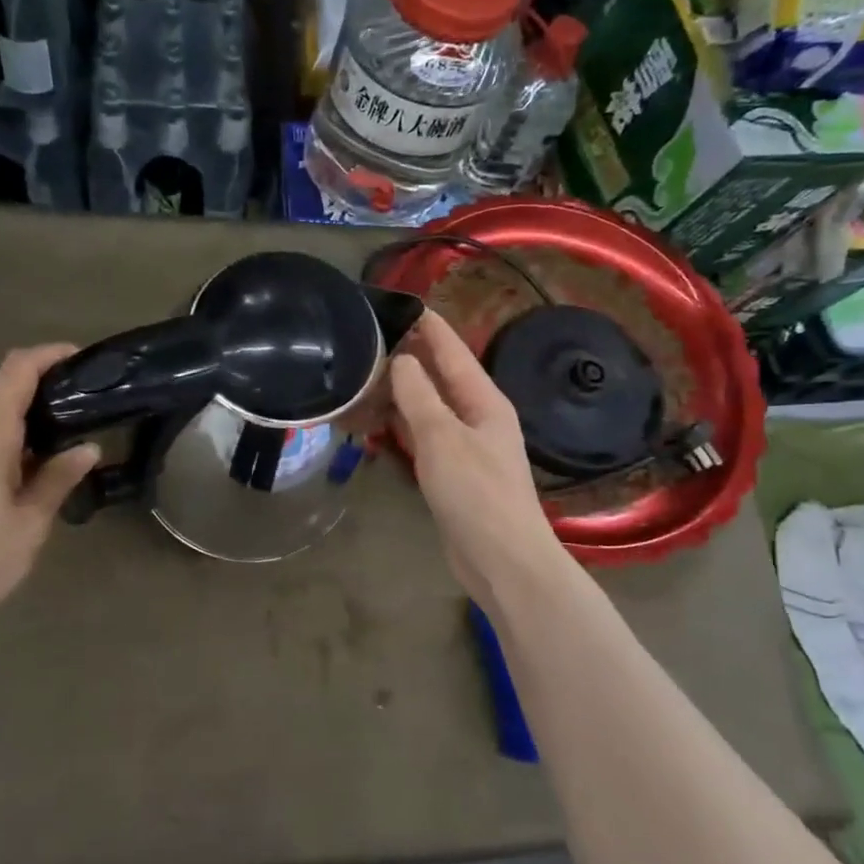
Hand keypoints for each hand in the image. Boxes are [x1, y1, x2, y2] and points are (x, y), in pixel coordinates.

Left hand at [0, 344, 98, 648]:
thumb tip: (88, 448)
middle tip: (92, 395)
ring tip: (79, 422)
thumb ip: (58, 478)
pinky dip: (21, 432)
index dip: (49, 355)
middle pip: (6, 385)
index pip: (15, 371)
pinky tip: (47, 456)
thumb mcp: (30, 521)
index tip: (85, 359)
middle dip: (48, 379)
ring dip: (35, 408)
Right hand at [390, 311, 566, 606]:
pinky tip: (373, 422)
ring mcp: (464, 446)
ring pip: (426, 407)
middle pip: (438, 377)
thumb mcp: (443, 438)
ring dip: (398, 393)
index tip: (398, 303)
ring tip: (361, 376)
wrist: (501, 560)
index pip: (452, 350)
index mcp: (484, 400)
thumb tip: (401, 360)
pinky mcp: (451, 473)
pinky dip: (398, 426)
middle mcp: (476, 416)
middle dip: (406, 357)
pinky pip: (421, 437)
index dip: (427, 326)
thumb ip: (419, 396)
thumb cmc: (476, 493)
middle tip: (365, 340)